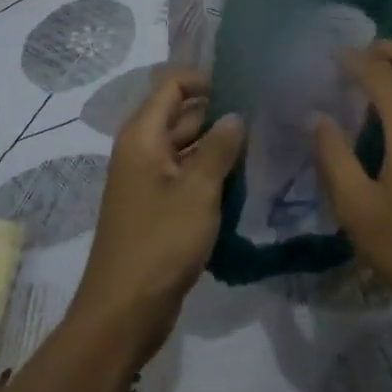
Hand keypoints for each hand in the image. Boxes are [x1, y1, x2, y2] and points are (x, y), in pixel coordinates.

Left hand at [70, 69, 243, 359]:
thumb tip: (235, 115)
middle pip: (182, 115)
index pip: (171, 85)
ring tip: (263, 146)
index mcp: (142, 136)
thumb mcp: (197, 190)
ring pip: (188, 148)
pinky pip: (187, 177)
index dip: (205, 79)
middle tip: (266, 119)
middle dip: (220, 114)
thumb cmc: (160, 243)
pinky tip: (245, 180)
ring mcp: (149, 180)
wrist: (125, 311)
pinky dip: (211, 174)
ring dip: (219, 147)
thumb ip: (219, 147)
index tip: (245, 88)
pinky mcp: (158, 207)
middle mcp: (142, 150)